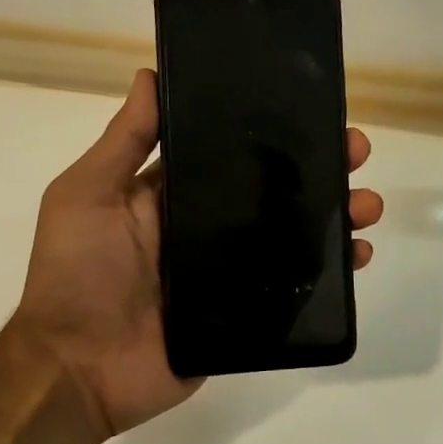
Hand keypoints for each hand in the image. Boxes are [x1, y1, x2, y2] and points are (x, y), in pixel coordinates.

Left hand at [15, 69, 383, 435]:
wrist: (78, 369)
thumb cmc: (76, 274)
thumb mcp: (87, 195)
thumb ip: (123, 142)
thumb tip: (150, 74)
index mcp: (178, 194)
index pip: (237, 153)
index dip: (277, 132)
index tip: (315, 111)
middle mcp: (212, 226)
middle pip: (279, 190)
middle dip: (322, 168)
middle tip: (356, 152)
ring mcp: (234, 270)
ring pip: (298, 234)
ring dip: (338, 215)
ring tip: (367, 205)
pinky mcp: (249, 310)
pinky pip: (299, 286)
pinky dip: (333, 271)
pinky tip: (359, 255)